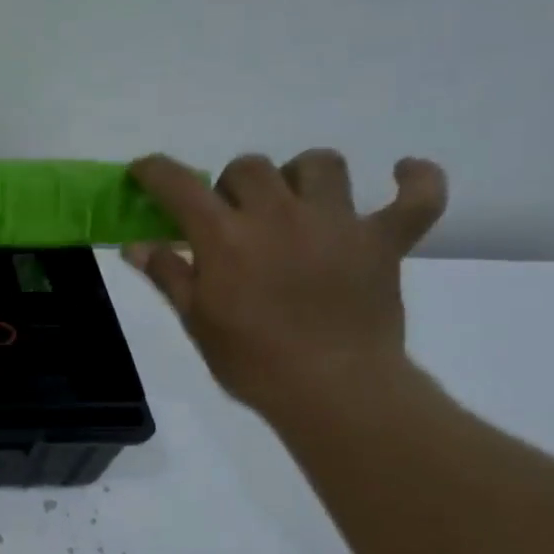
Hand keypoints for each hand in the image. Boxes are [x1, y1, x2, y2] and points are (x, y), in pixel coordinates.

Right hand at [126, 150, 447, 423]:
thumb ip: (168, 274)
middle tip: (228, 217)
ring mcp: (337, 223)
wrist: (332, 390)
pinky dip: (415, 180)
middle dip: (230, 184)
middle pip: (249, 166)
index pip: (180, 184)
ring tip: (294, 201)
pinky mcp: (384, 241)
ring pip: (320, 164)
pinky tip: (402, 173)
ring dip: (299, 175)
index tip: (144, 171)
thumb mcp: (196, 320)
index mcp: (225, 236)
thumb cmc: (252, 359)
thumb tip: (136, 246)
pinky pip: (417, 197)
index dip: (155, 171)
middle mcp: (278, 215)